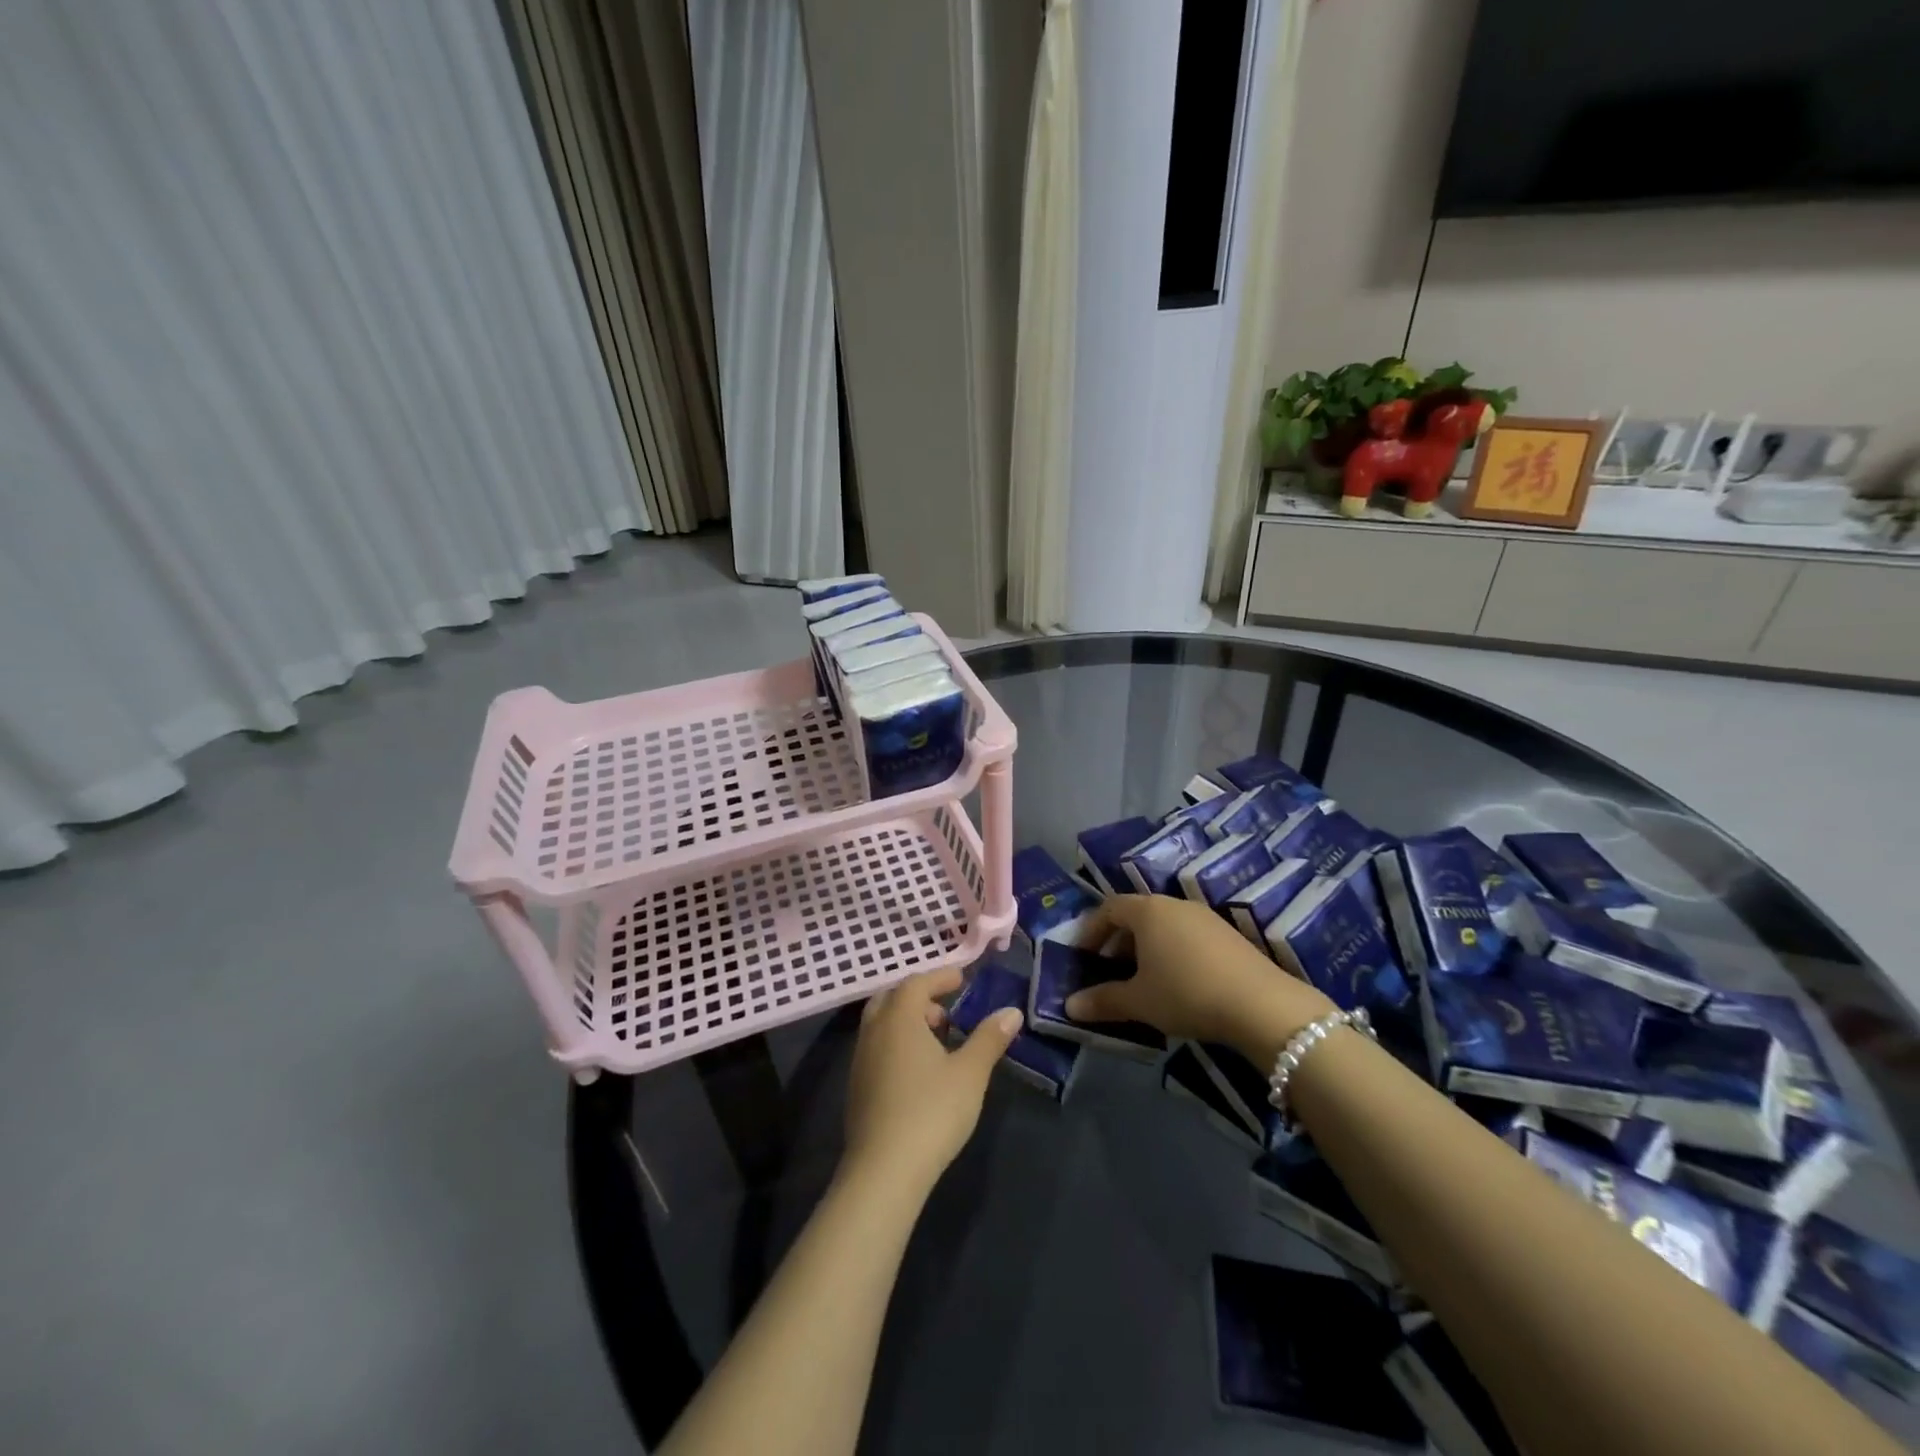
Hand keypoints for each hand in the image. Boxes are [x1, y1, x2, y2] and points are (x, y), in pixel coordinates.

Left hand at [842, 966, 1021, 1197]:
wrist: (883, 1171)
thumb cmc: (931, 1112)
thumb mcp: (970, 1073)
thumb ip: (989, 1038)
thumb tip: (1011, 1011)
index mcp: (899, 1018)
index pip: (917, 982)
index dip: (940, 977)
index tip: (962, 979)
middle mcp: (874, 1031)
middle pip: (892, 998)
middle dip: (919, 997)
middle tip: (946, 1010)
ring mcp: (860, 1060)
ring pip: (882, 1024)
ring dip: (907, 1021)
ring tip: (938, 1041)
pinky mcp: (856, 1087)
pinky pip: (877, 1047)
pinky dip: (897, 1043)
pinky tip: (919, 1071)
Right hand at [1064, 894, 1334, 1063]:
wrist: (1261, 1005)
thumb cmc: (1186, 993)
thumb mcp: (1139, 1001)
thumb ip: (1103, 1001)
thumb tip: (1069, 1006)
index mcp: (1148, 910)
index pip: (1109, 908)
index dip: (1091, 931)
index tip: (1083, 957)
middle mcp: (1175, 904)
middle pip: (1136, 915)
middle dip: (1118, 943)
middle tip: (1109, 973)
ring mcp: (1205, 917)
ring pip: (1163, 926)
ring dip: (1146, 949)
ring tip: (1142, 982)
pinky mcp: (1228, 935)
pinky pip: (1187, 936)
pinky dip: (1172, 953)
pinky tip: (1177, 985)